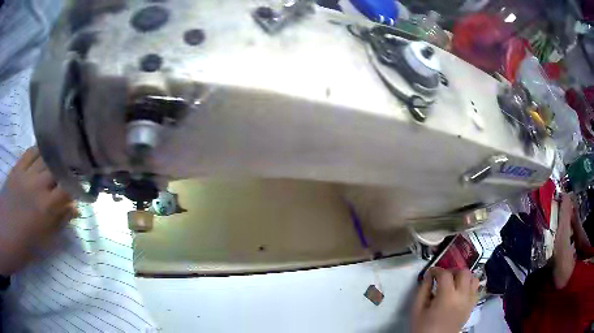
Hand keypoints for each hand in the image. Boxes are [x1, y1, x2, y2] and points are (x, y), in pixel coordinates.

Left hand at [0, 147, 76, 274]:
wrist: (5, 234)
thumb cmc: (23, 247)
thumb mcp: (43, 243)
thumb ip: (59, 223)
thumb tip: (75, 210)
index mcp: (45, 207)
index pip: (68, 187)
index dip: (79, 183)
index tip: (86, 184)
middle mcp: (37, 184)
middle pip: (58, 167)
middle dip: (69, 167)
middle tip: (76, 169)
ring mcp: (25, 173)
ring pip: (45, 155)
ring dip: (55, 156)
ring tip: (62, 157)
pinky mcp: (16, 168)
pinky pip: (30, 152)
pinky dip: (39, 150)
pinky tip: (44, 152)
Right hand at [411, 267, 478, 332]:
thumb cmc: (423, 327)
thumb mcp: (416, 310)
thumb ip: (422, 290)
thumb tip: (429, 276)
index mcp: (446, 297)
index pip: (445, 274)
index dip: (437, 270)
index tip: (430, 273)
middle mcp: (462, 296)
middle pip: (463, 272)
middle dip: (452, 270)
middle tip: (442, 276)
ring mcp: (469, 301)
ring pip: (473, 278)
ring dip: (463, 276)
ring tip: (453, 282)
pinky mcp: (472, 306)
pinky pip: (475, 288)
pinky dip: (469, 284)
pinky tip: (460, 290)